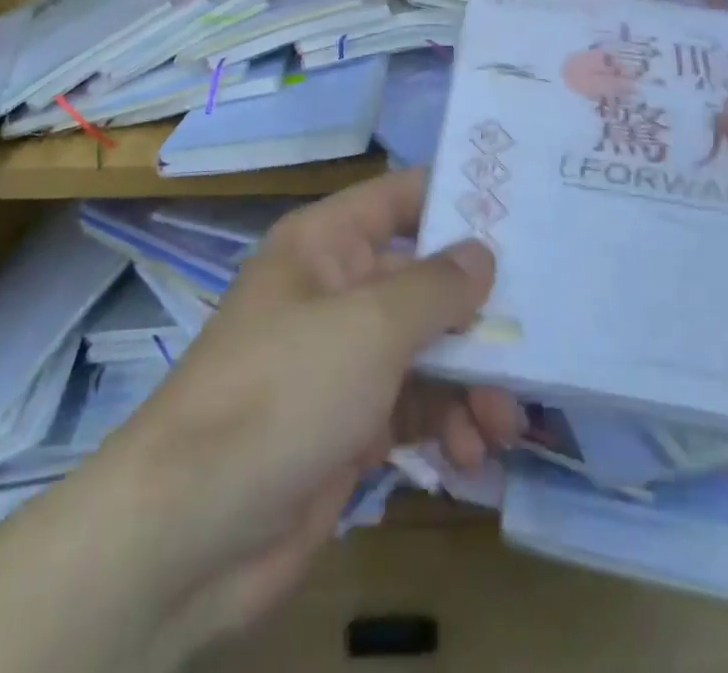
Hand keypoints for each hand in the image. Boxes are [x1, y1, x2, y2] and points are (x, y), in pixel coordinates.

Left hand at [98, 171, 515, 663]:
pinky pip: (412, 406)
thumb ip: (436, 286)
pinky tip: (470, 455)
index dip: (456, 200)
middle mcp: (334, 290)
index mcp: (326, 243)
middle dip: (477, 315)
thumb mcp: (370, 325)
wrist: (192, 528)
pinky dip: (445, 424)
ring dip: (470, 382)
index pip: (400, 198)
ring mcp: (339, 359)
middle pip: (422, 282)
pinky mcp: (347, 423)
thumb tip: (481, 253)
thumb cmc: (286, 390)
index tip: (523, 216)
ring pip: (425, 350)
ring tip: (503, 423)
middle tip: (534, 343)